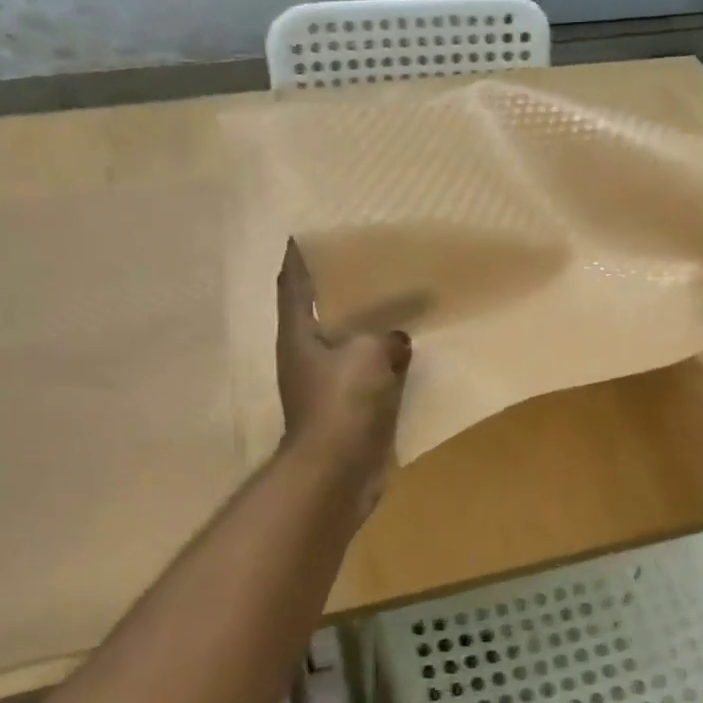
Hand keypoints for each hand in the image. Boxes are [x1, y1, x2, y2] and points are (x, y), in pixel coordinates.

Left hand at [276, 240, 411, 499]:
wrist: (338, 471)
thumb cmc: (342, 403)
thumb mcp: (367, 354)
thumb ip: (384, 336)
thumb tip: (397, 338)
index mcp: (298, 334)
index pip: (292, 284)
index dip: (298, 257)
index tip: (307, 232)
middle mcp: (308, 354)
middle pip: (322, 311)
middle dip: (340, 288)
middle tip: (367, 260)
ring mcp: (329, 383)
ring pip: (349, 342)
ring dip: (367, 325)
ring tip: (395, 298)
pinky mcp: (350, 407)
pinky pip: (371, 372)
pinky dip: (385, 359)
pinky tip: (409, 348)